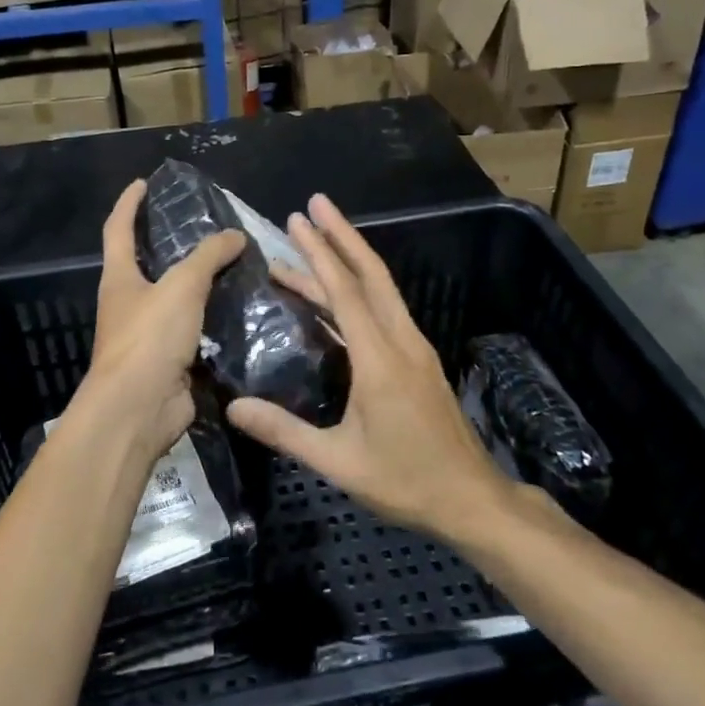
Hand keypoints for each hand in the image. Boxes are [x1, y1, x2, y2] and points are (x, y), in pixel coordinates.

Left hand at [78, 179, 246, 463]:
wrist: (138, 410)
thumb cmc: (149, 338)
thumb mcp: (182, 287)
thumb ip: (209, 256)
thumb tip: (235, 235)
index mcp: (119, 278)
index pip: (118, 229)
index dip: (129, 203)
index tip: (143, 183)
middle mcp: (129, 303)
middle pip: (148, 264)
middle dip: (172, 244)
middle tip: (208, 227)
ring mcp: (148, 335)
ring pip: (176, 300)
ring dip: (200, 284)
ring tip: (236, 265)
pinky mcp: (170, 362)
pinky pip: (195, 331)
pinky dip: (214, 319)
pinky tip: (242, 310)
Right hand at [227, 194, 522, 543]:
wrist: (471, 499)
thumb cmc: (405, 480)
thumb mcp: (338, 461)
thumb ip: (285, 432)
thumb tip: (233, 407)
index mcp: (380, 358)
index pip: (344, 290)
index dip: (319, 252)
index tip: (298, 219)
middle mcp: (401, 341)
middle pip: (371, 274)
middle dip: (340, 236)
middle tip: (313, 206)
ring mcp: (414, 348)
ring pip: (380, 290)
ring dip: (349, 261)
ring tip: (311, 244)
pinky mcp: (418, 360)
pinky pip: (385, 310)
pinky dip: (358, 290)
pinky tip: (335, 297)